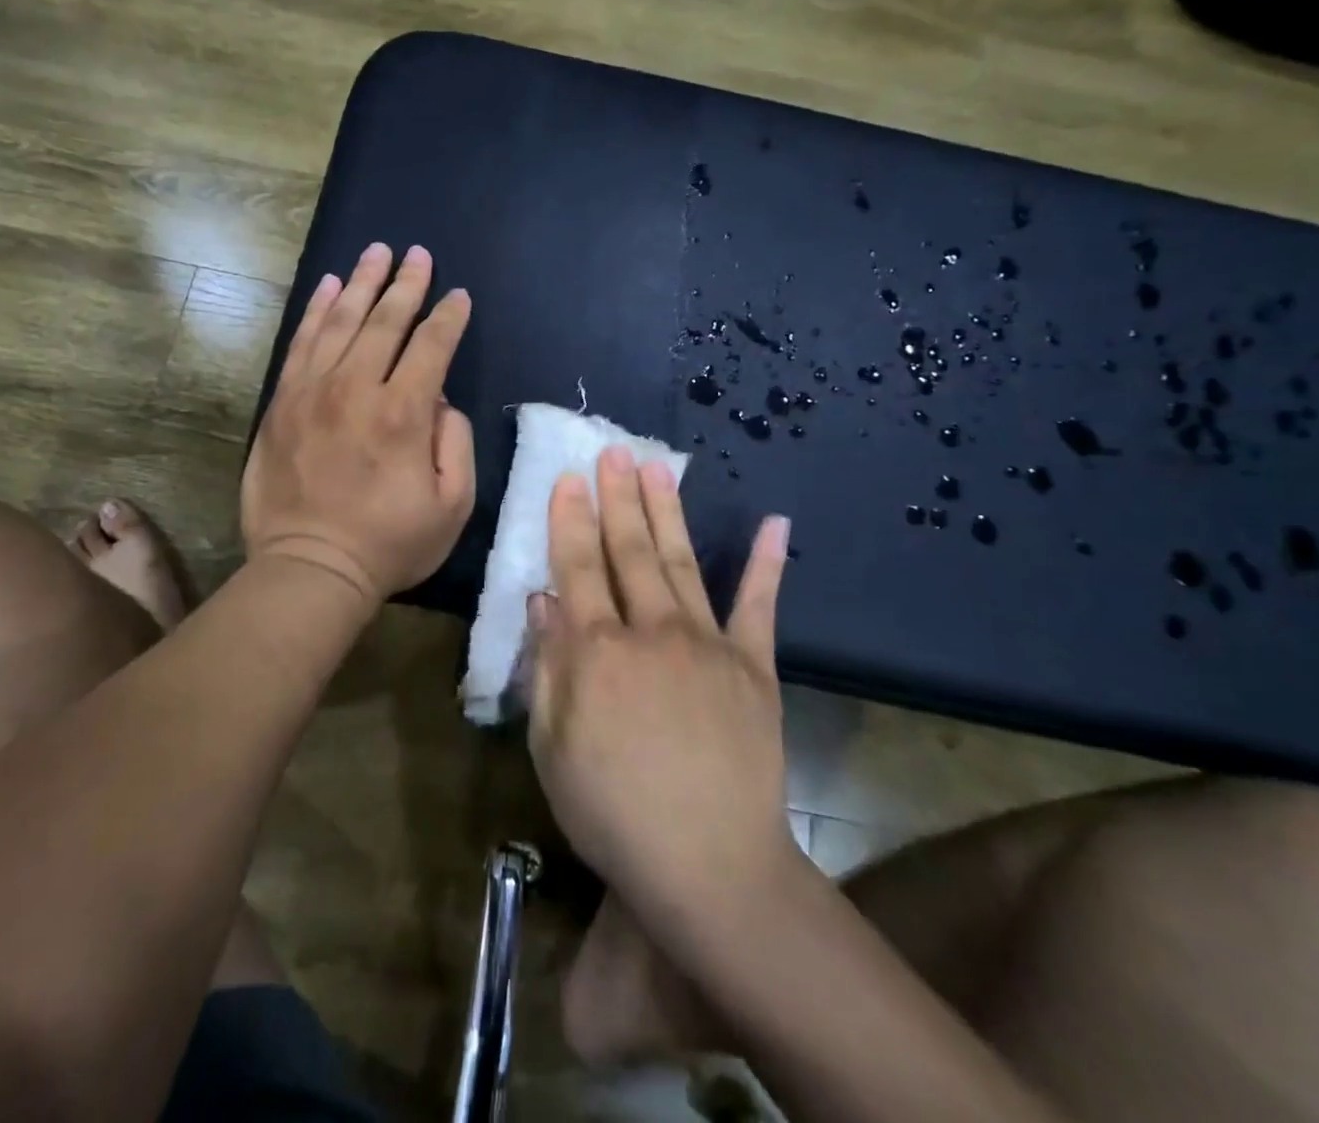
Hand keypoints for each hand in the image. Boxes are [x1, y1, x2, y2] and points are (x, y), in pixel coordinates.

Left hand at [242, 243, 474, 609]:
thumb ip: (456, 443)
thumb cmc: (389, 543)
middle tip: (418, 254)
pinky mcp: (283, 403)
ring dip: (362, 284)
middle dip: (406, 284)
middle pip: (385, 322)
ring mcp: (313, 392)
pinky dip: (317, 311)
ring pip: (341, 322)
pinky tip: (330, 287)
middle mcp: (356, 389)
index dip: (448, 317)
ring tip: (377, 252)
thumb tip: (440, 401)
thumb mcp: (452, 506)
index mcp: (403, 413)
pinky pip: (301, 343)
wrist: (310, 568)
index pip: (431, 347)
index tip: (458, 296)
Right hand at [527, 447, 795, 929]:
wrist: (711, 867)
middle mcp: (651, 631)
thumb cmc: (613, 811)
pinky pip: (760, 607)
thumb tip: (542, 600)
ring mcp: (709, 644)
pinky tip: (776, 523)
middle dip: (618, 497)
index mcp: (597, 651)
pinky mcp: (755, 666)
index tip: (568, 478)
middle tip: (613, 451)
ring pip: (681, 562)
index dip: (570, 520)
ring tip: (657, 467)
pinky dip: (767, 563)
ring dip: (667, 511)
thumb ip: (548, 666)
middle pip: (629, 551)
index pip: (577, 567)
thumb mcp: (552, 746)